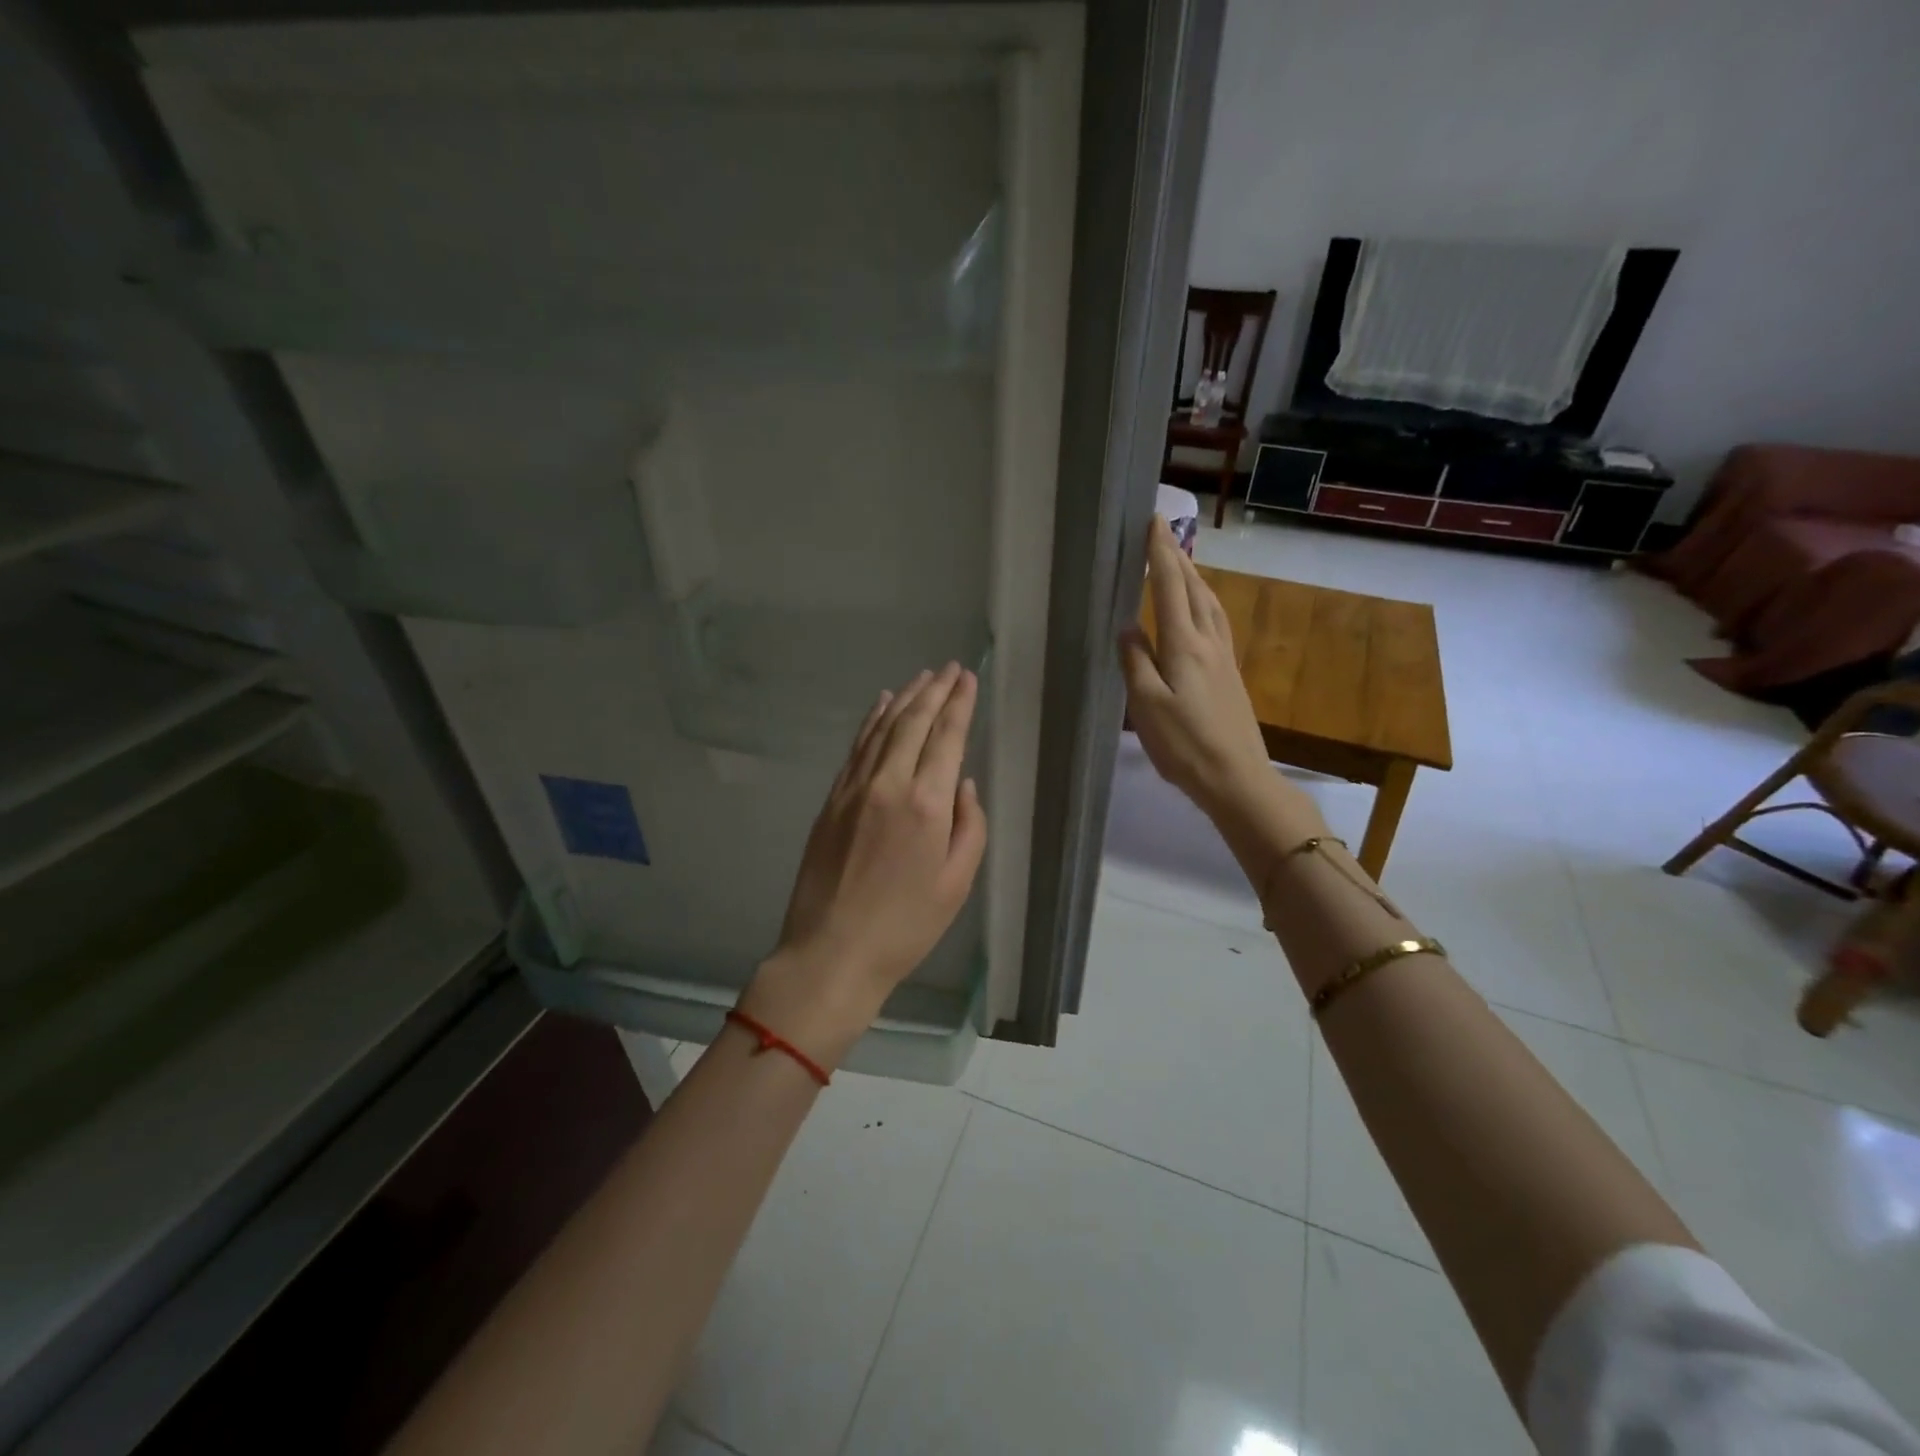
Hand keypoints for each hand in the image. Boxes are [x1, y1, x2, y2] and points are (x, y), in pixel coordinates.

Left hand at [740, 663, 987, 1067]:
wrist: (832, 951)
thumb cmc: (906, 926)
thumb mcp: (957, 884)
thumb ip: (970, 827)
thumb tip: (963, 785)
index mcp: (927, 805)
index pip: (947, 737)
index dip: (959, 703)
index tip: (967, 678)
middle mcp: (889, 784)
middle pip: (913, 722)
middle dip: (935, 691)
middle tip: (949, 669)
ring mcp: (854, 789)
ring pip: (882, 728)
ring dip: (904, 699)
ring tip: (922, 678)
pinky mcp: (831, 800)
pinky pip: (856, 748)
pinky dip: (871, 722)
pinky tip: (881, 706)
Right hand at [1120, 516, 1276, 819]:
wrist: (1237, 778)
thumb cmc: (1185, 745)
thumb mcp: (1147, 706)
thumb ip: (1136, 663)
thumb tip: (1128, 628)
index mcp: (1184, 646)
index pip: (1171, 588)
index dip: (1160, 554)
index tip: (1152, 522)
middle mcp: (1208, 643)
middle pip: (1194, 589)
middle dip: (1178, 558)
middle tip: (1163, 532)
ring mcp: (1224, 658)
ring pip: (1210, 604)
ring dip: (1195, 577)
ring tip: (1182, 562)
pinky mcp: (1230, 674)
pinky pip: (1216, 622)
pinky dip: (1205, 601)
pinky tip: (1202, 609)